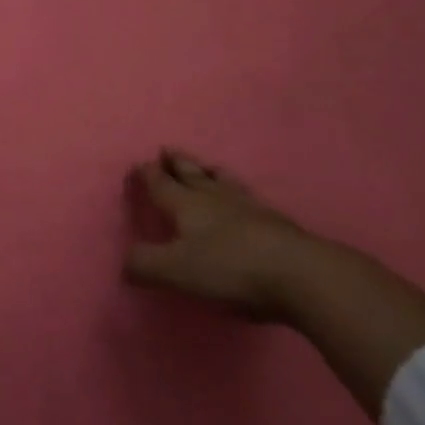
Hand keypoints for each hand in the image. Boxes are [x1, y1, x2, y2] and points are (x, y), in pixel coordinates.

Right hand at [122, 149, 314, 320]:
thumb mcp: (176, 271)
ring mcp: (249, 207)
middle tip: (167, 150)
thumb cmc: (230, 268)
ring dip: (210, 172)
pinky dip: (239, 193)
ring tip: (206, 166)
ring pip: (223, 181)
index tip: (139, 164)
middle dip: (176, 163)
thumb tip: (124, 262)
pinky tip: (244, 199)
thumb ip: (144, 265)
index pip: (161, 183)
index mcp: (186, 204)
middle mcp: (215, 198)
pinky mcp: (276, 223)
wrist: (301, 274)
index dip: (147, 174)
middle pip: (192, 174)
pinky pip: (249, 199)